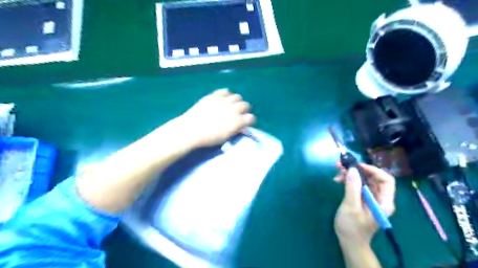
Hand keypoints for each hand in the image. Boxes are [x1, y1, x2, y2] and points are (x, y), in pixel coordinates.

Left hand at [177, 89, 255, 148]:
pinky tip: (223, 99)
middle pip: (246, 105)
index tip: (245, 123)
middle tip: (239, 114)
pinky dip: (226, 95)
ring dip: (236, 102)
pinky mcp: (214, 95)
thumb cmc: (209, 138)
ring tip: (231, 106)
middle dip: (244, 110)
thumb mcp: (225, 137)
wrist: (191, 129)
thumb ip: (236, 130)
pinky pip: (225, 91)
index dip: (249, 121)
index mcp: (237, 121)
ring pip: (237, 96)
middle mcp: (233, 109)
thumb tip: (242, 127)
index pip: (251, 118)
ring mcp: (224, 100)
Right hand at [333, 163, 395, 244]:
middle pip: (374, 178)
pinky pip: (358, 185)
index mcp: (384, 202)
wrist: (349, 242)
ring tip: (338, 171)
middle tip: (342, 166)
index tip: (356, 166)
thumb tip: (352, 168)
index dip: (373, 170)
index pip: (386, 180)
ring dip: (352, 174)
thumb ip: (353, 187)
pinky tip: (339, 180)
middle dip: (358, 170)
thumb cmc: (352, 227)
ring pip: (365, 180)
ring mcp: (371, 198)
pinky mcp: (363, 199)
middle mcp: (380, 198)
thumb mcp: (351, 206)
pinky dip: (349, 180)